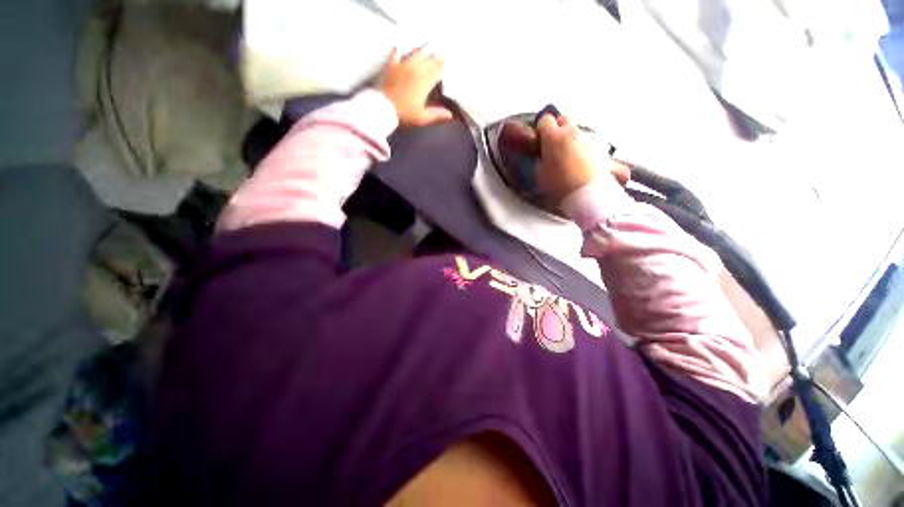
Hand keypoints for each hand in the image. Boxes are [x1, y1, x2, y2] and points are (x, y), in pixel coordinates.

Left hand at [379, 48, 453, 126]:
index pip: (436, 69)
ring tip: (425, 49)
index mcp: (425, 82)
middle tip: (438, 55)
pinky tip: (399, 47)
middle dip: (434, 57)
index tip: (445, 61)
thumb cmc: (405, 114)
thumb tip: (450, 114)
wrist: (384, 108)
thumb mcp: (423, 117)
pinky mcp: (391, 66)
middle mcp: (415, 70)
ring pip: (415, 54)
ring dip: (421, 52)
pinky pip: (395, 54)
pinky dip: (398, 50)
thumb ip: (437, 114)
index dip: (441, 65)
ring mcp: (402, 66)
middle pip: (427, 60)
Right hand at [536, 114, 629, 203]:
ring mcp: (589, 138)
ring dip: (572, 139)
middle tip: (555, 145)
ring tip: (570, 157)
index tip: (540, 139)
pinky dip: (585, 148)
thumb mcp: (540, 174)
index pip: (545, 120)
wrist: (587, 193)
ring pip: (578, 131)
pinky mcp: (602, 147)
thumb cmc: (559, 185)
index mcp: (554, 137)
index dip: (541, 129)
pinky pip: (590, 142)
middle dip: (558, 128)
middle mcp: (572, 132)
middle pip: (564, 119)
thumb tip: (543, 156)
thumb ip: (541, 159)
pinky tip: (583, 163)